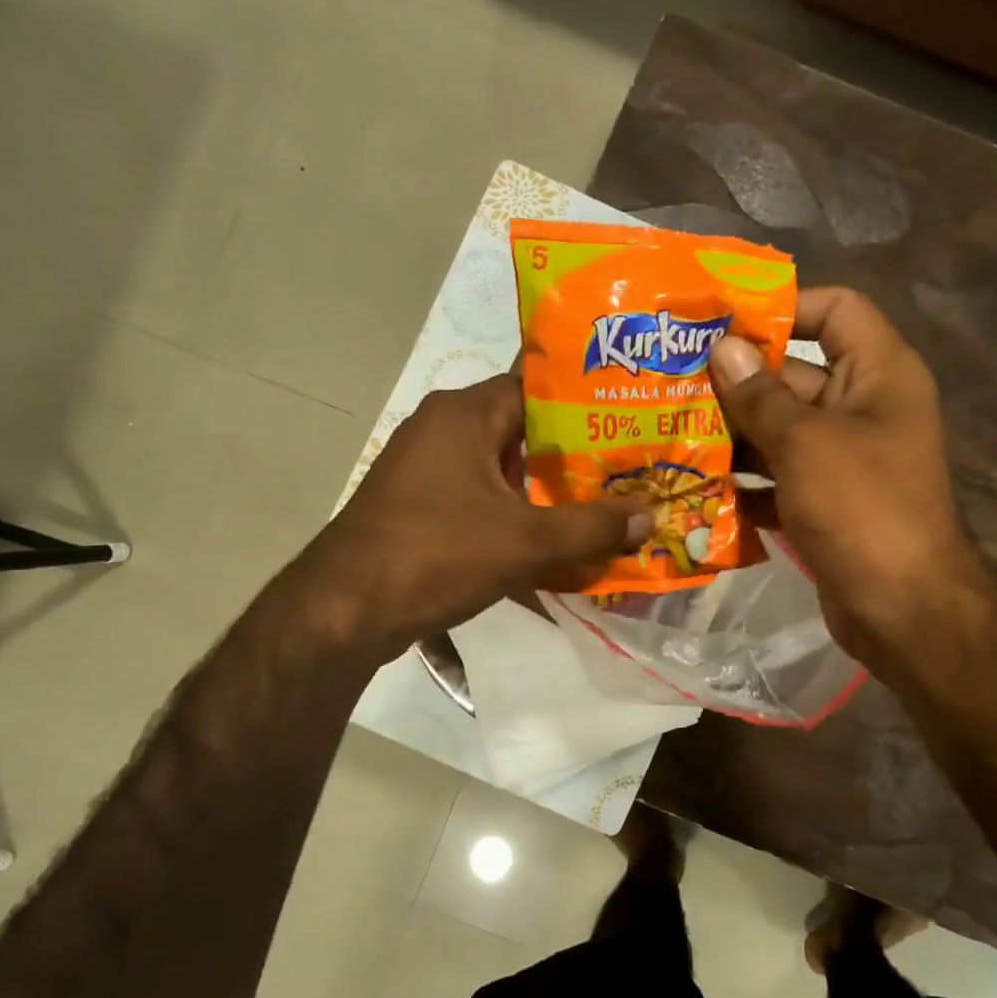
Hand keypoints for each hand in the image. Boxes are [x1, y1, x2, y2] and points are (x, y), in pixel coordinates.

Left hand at [296, 374, 649, 658]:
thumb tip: (650, 517)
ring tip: (597, 507)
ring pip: (499, 470)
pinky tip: (548, 544)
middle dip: (571, 456)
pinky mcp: (417, 508)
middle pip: (521, 431)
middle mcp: (440, 430)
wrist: (346, 610)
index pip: (534, 387)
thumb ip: (591, 527)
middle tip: (623, 471)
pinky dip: (512, 516)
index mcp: (463, 415)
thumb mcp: (525, 541)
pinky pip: (478, 500)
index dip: (582, 404)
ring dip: (542, 491)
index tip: (625, 422)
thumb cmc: (436, 554)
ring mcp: (424, 471)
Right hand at [707, 287, 982, 660]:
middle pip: (795, 374)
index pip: (835, 310)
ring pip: (780, 430)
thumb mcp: (805, 443)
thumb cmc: (862, 508)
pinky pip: (779, 476)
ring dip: (732, 434)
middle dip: (737, 381)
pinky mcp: (824, 501)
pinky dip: (744, 481)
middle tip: (672, 382)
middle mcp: (864, 407)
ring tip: (672, 431)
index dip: (783, 308)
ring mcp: (844, 458)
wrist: (902, 608)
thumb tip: (723, 347)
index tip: (722, 324)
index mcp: (879, 373)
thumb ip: (759, 395)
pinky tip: (696, 485)